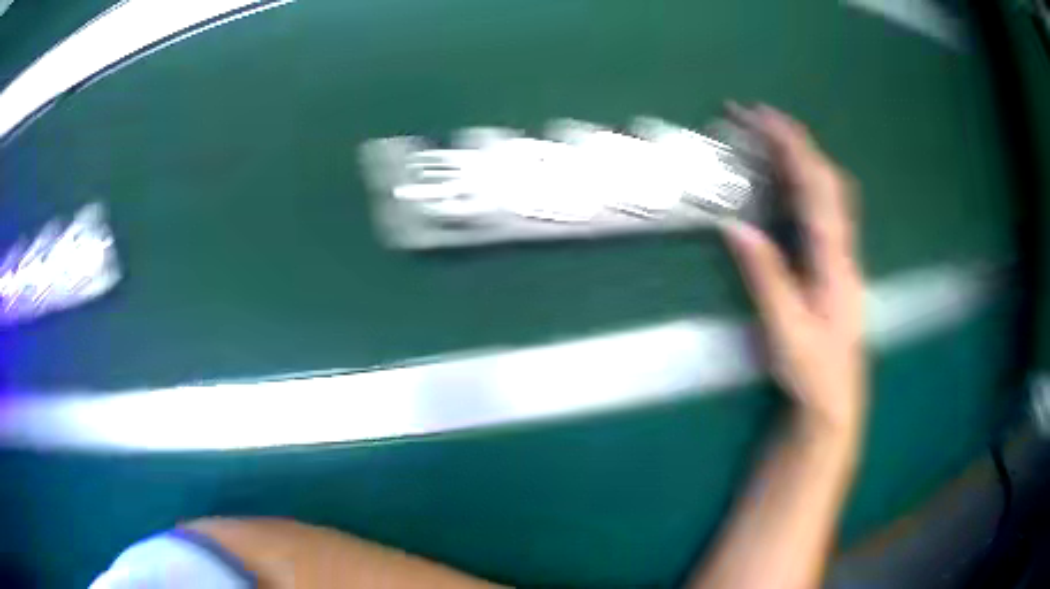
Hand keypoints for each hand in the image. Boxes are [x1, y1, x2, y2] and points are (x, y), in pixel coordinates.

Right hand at [723, 104, 865, 438]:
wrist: (835, 399)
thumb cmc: (813, 369)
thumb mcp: (786, 329)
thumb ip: (767, 277)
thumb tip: (736, 227)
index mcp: (834, 261)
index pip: (817, 190)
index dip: (793, 149)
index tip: (764, 117)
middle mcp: (843, 249)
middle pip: (827, 180)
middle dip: (795, 142)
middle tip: (757, 118)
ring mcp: (841, 255)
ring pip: (829, 192)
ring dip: (801, 158)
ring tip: (767, 139)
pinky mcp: (834, 263)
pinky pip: (823, 210)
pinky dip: (804, 183)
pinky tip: (785, 182)